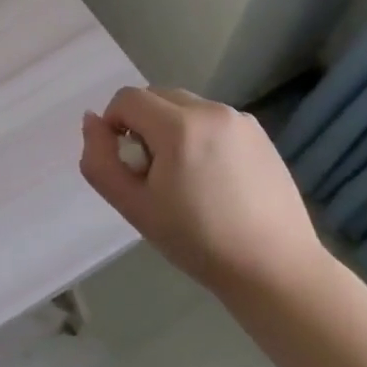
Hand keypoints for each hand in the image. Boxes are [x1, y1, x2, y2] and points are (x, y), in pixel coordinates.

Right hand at [79, 86, 328, 300]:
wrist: (274, 270)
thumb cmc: (198, 242)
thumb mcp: (134, 207)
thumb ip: (100, 161)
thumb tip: (91, 121)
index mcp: (179, 126)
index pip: (127, 99)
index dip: (114, 124)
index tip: (125, 163)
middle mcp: (211, 110)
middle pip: (156, 96)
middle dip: (142, 125)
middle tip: (152, 173)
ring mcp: (239, 119)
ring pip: (184, 107)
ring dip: (171, 128)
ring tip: (185, 177)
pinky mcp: (259, 133)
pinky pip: (212, 119)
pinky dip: (200, 135)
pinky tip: (214, 178)